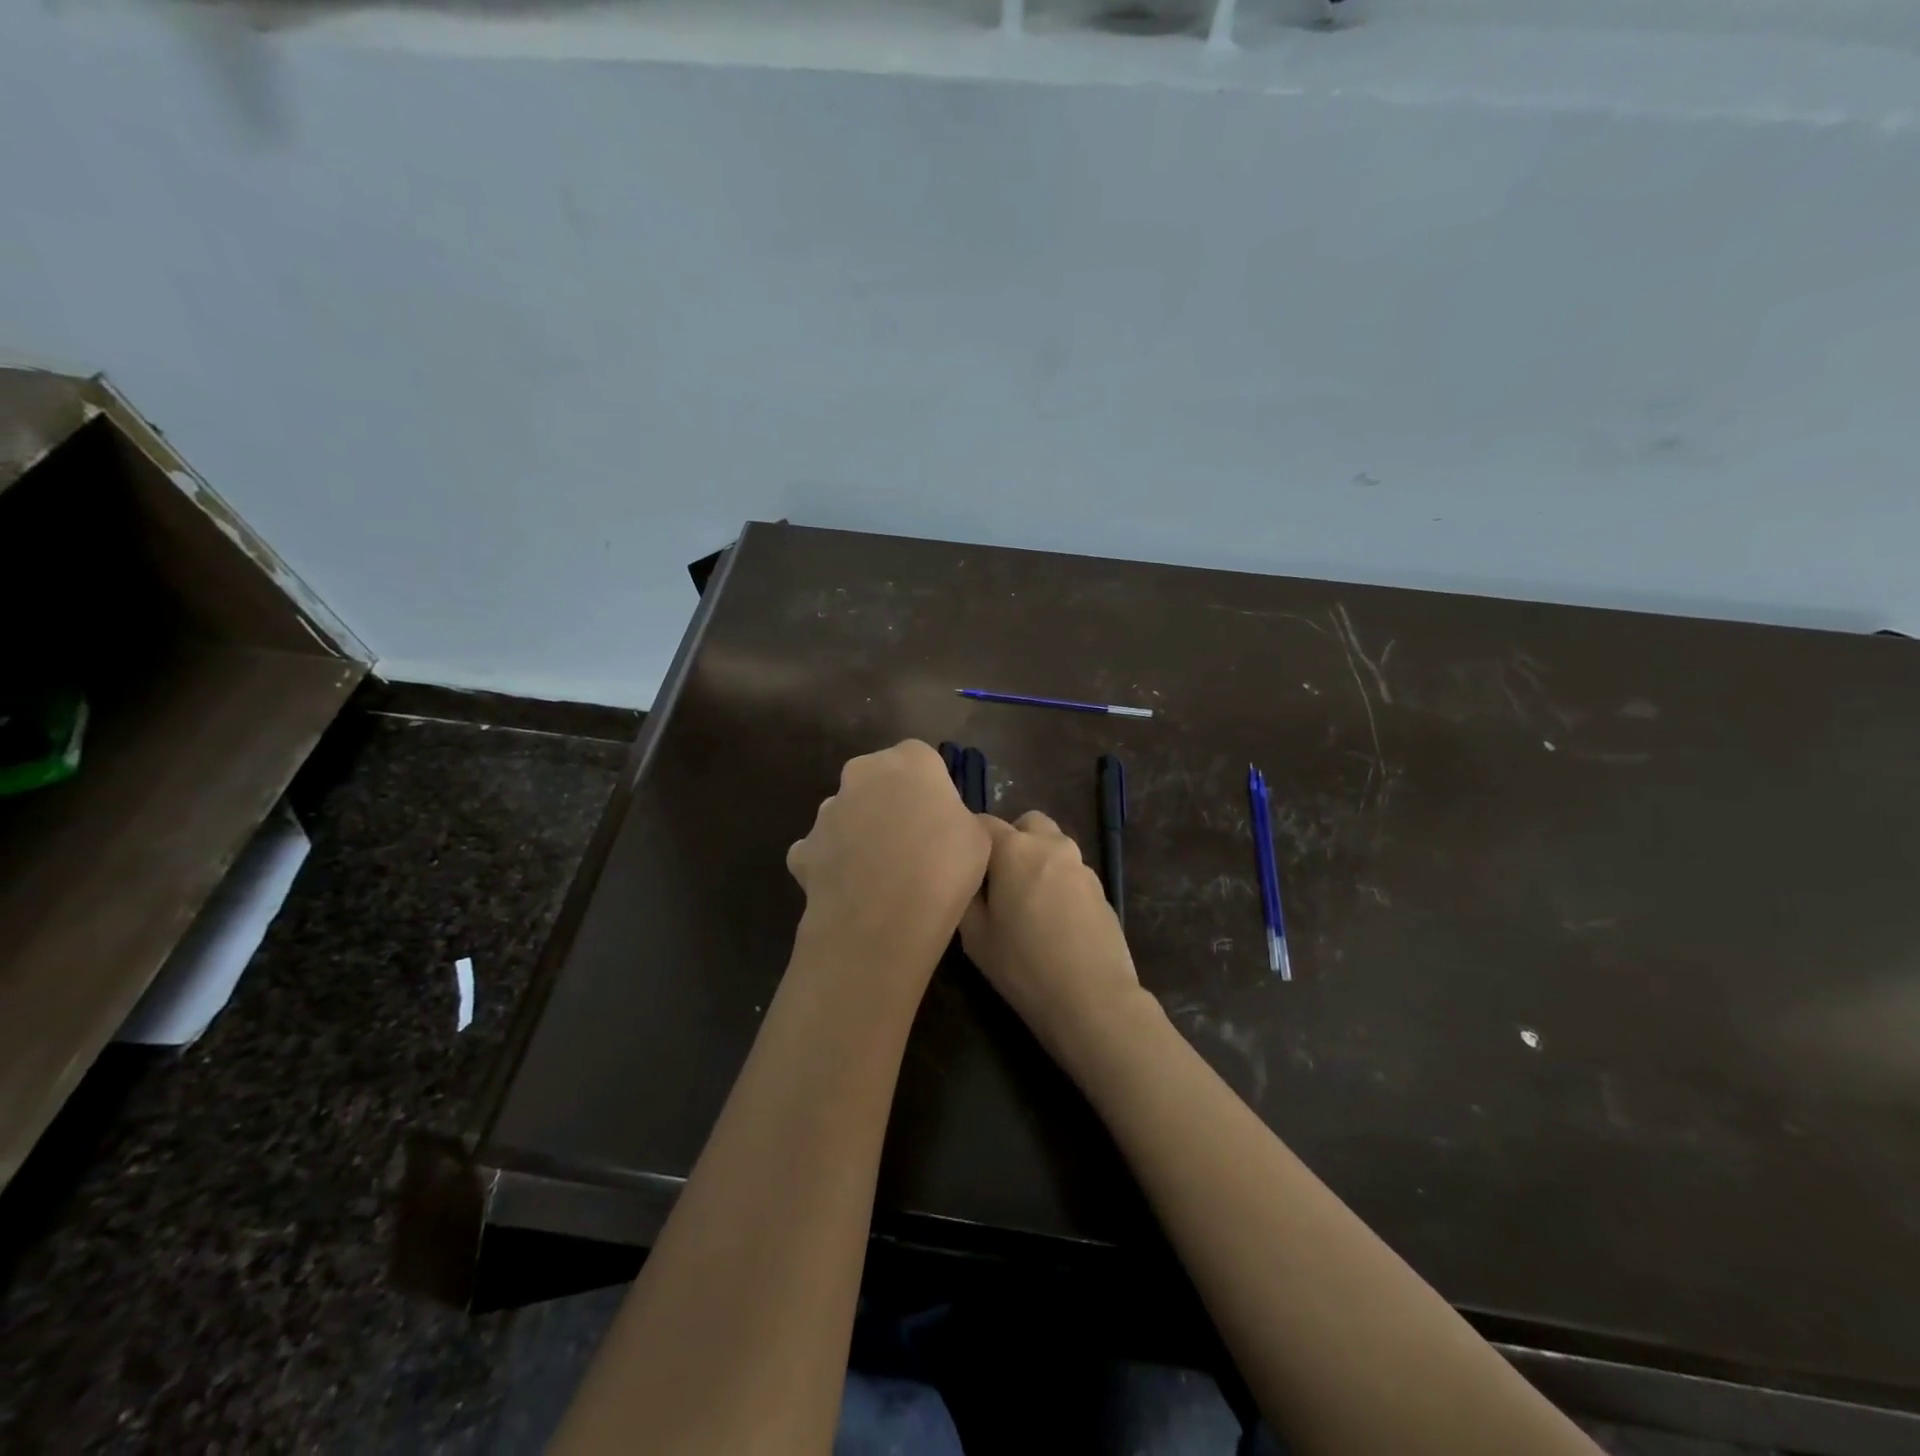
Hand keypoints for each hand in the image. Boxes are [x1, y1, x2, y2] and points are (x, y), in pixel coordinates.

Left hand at [788, 741, 990, 988]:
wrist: (882, 921)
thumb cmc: (943, 869)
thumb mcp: (978, 838)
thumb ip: (958, 817)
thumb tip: (944, 824)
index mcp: (910, 761)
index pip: (922, 759)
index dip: (931, 789)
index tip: (941, 819)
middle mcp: (862, 773)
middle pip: (879, 780)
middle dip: (890, 803)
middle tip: (912, 843)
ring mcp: (827, 810)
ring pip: (848, 814)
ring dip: (861, 833)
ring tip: (881, 875)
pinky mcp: (804, 848)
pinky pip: (823, 850)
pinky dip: (834, 865)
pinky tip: (851, 892)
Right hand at [960, 811, 1144, 1061]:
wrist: (1093, 999)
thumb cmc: (1024, 966)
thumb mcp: (975, 936)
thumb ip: (966, 894)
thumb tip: (969, 878)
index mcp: (1015, 849)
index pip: (984, 822)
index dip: (970, 840)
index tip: (963, 866)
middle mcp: (1051, 845)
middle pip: (1026, 824)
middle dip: (1011, 841)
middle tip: (998, 880)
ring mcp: (1081, 865)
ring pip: (1052, 846)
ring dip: (1036, 861)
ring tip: (1027, 904)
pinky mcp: (1101, 889)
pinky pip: (1070, 872)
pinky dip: (1057, 883)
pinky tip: (1053, 921)